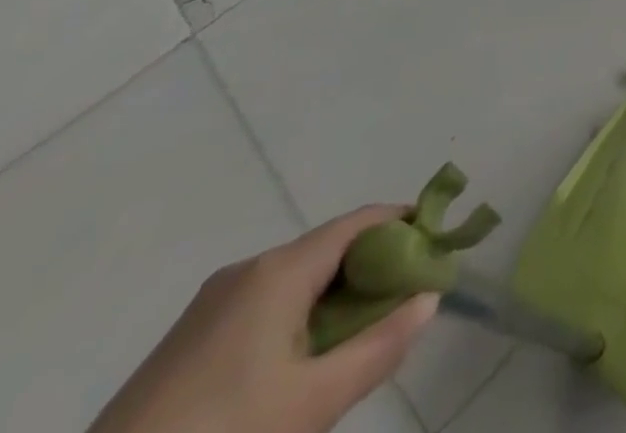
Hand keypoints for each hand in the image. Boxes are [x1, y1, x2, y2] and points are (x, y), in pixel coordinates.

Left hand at [89, 205, 438, 432]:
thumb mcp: (312, 403)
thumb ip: (380, 346)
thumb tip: (430, 298)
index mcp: (279, 269)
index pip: (363, 222)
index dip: (407, 226)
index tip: (439, 248)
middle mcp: (248, 269)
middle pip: (331, 248)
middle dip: (375, 268)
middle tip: (405, 302)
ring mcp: (211, 304)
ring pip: (298, 279)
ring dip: (337, 296)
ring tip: (360, 338)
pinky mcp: (187, 340)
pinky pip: (265, 304)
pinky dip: (300, 315)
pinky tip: (303, 362)